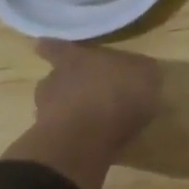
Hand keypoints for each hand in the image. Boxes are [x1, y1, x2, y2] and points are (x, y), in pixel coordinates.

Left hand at [0, 40, 163, 188]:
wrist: (85, 141)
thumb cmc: (116, 94)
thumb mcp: (146, 74)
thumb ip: (141, 71)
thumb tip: (140, 71)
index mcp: (74, 59)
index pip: (58, 48)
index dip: (52, 48)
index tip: (42, 46)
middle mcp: (55, 81)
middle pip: (57, 78)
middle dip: (69, 84)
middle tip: (89, 93)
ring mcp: (47, 113)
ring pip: (57, 107)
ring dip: (72, 112)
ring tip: (94, 122)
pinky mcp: (49, 143)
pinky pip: (65, 134)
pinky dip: (76, 137)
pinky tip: (95, 143)